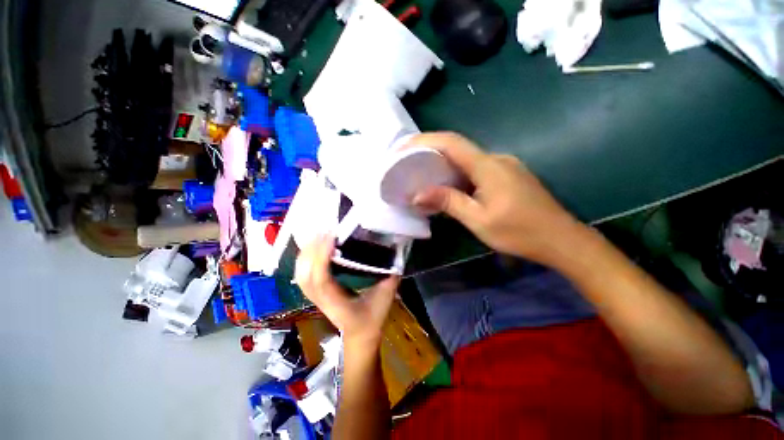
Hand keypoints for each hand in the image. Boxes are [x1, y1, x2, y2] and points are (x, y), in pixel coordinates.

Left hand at [295, 235, 399, 346]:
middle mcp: (321, 300)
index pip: (321, 279)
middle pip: (305, 274)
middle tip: (326, 230)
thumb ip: (389, 276)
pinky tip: (312, 246)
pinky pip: (301, 273)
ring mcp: (314, 297)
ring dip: (306, 252)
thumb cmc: (372, 317)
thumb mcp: (385, 297)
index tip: (332, 237)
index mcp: (337, 303)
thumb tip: (393, 249)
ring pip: (300, 273)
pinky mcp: (312, 293)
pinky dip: (304, 258)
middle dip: (312, 250)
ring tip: (319, 234)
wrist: (360, 335)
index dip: (322, 257)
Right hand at [410, 132, 583, 264]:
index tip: (401, 149)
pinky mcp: (514, 175)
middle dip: (432, 154)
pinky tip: (458, 190)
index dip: (423, 140)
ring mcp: (508, 165)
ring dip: (449, 166)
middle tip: (410, 168)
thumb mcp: (481, 221)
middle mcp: (497, 158)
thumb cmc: (520, 232)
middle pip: (459, 148)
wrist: (559, 237)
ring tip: (428, 181)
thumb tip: (417, 193)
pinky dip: (465, 174)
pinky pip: (483, 168)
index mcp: (487, 166)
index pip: (450, 142)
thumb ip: (450, 202)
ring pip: (471, 159)